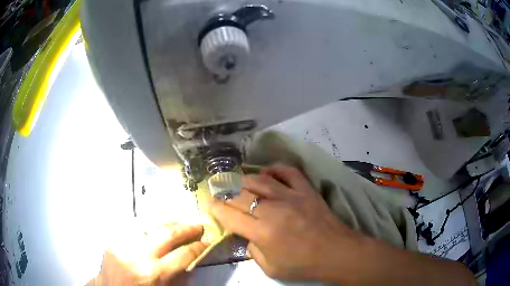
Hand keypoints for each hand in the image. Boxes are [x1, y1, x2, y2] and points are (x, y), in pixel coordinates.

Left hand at [89, 223, 208, 284]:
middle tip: (198, 225)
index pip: (182, 254)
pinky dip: (149, 230)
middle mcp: (137, 255)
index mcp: (153, 273)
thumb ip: (178, 276)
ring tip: (179, 225)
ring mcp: (123, 244)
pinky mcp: (113, 240)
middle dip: (186, 228)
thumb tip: (191, 259)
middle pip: (166, 233)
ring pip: (150, 226)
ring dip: (167, 225)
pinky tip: (155, 232)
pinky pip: (135, 231)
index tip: (207, 241)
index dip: (198, 247)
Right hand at [209, 164, 366, 280]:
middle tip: (219, 193)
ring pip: (259, 180)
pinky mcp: (306, 190)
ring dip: (244, 181)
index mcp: (262, 232)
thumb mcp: (271, 268)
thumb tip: (247, 235)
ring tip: (237, 184)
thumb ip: (253, 250)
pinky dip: (275, 169)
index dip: (215, 208)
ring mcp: (291, 196)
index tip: (208, 204)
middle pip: (240, 195)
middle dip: (224, 193)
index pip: (229, 215)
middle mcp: (273, 210)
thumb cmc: (303, 265)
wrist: (336, 253)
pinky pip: (288, 172)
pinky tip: (267, 173)